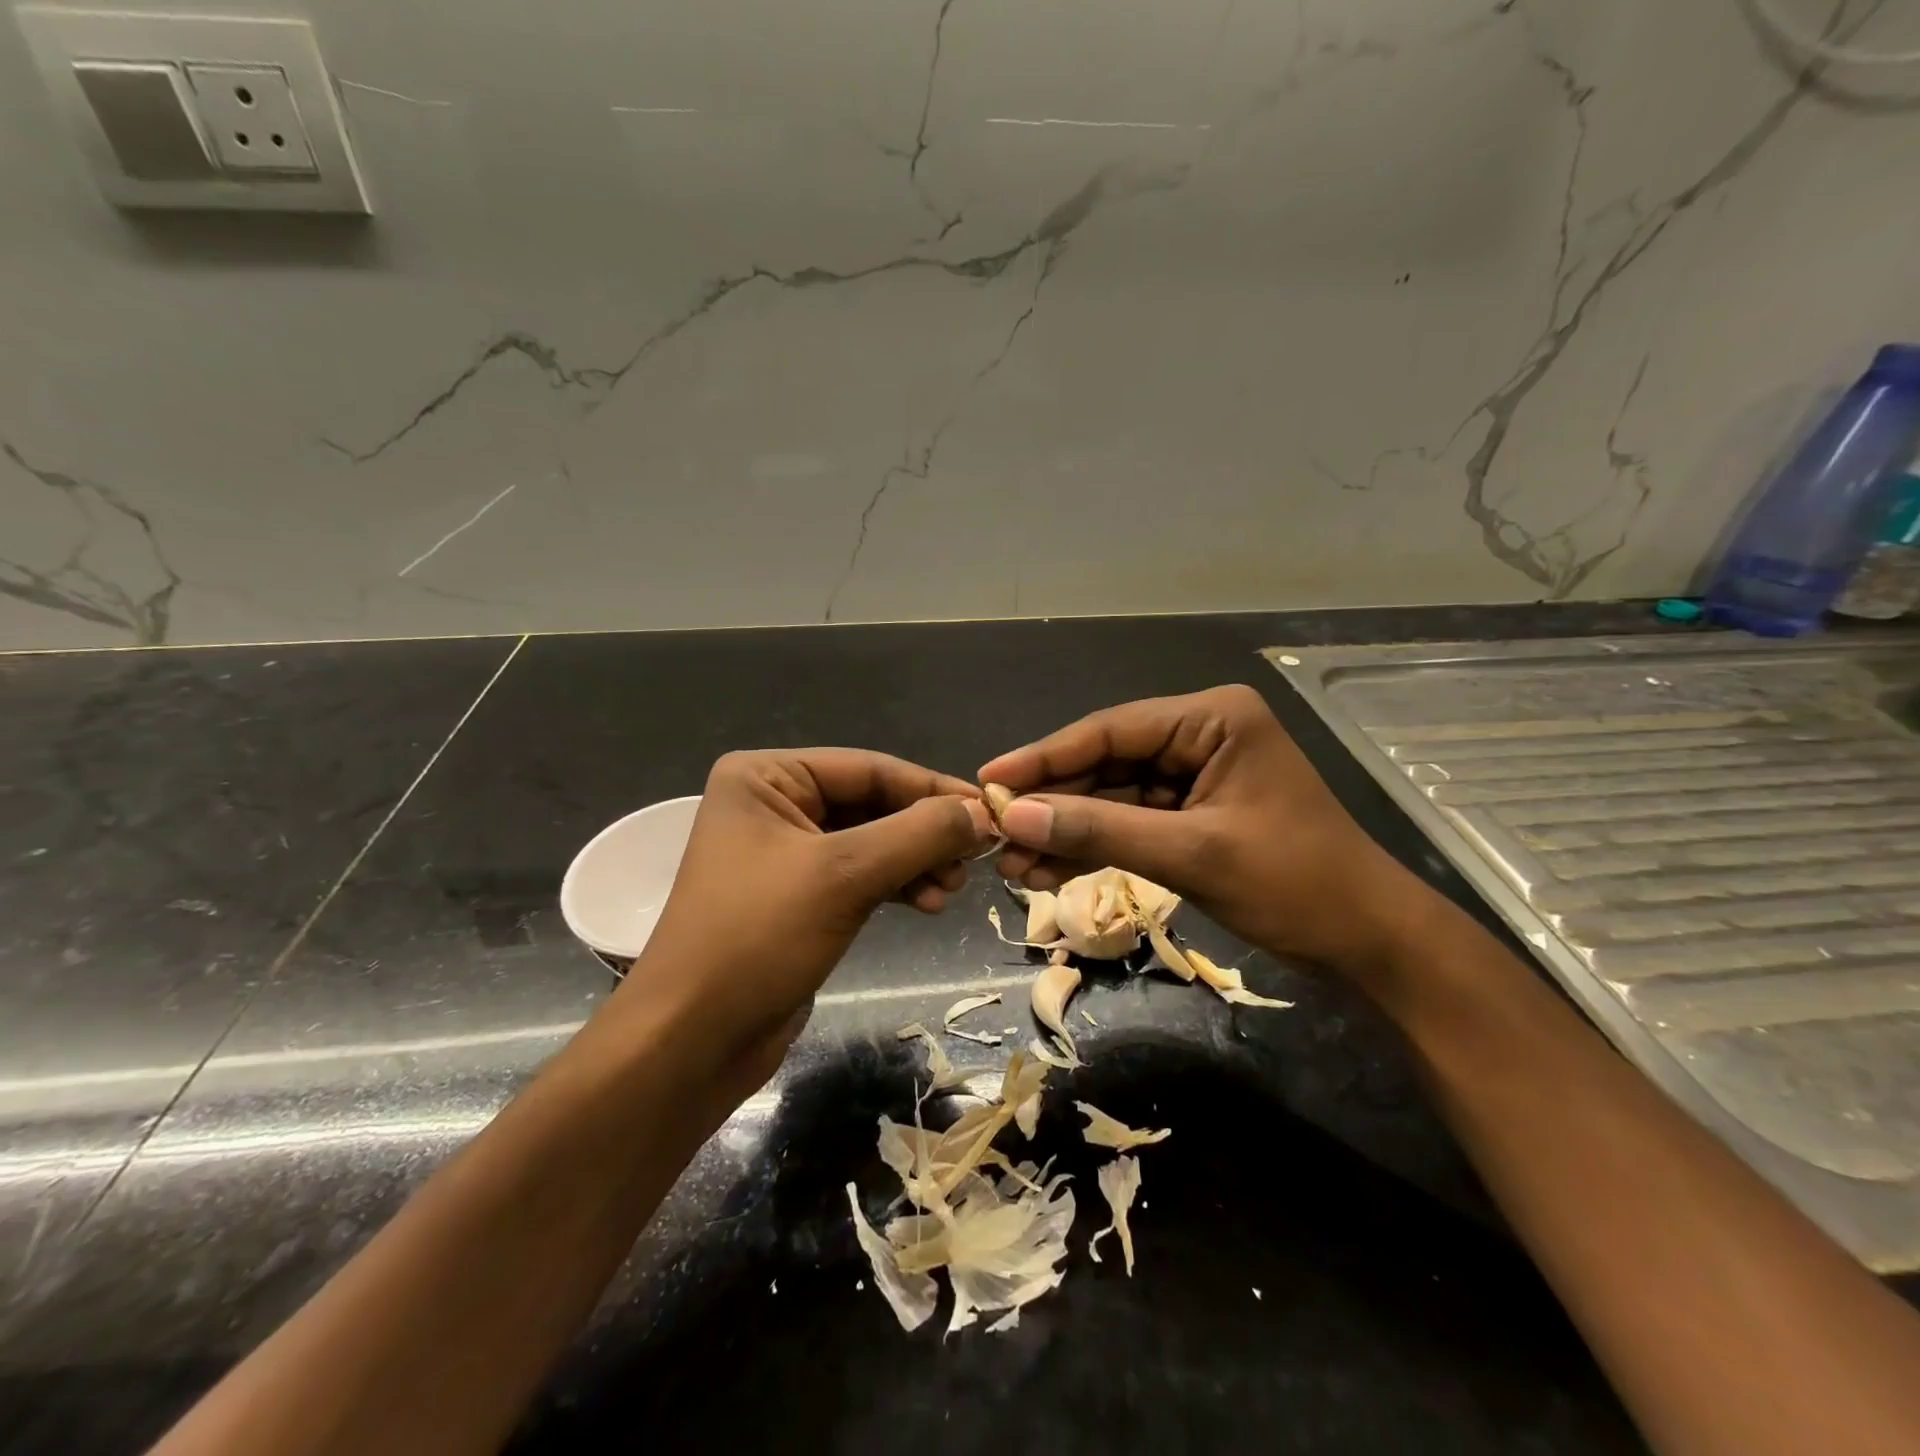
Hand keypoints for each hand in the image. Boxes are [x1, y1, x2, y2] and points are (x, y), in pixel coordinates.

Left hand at [619, 749, 993, 1088]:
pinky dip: (897, 885)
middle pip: (871, 803)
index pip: (867, 768)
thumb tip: (982, 813)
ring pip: (871, 841)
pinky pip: (860, 875)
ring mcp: (785, 851)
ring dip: (916, 861)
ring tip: (954, 889)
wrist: (692, 1040)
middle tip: (975, 857)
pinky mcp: (798, 895)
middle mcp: (773, 803)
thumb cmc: (758, 938)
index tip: (989, 811)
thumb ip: (918, 834)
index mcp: (765, 776)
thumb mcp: (845, 875)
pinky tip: (930, 905)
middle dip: (923, 832)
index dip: (931, 788)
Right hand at [979, 685, 1435, 981]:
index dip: (1044, 757)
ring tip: (1011, 862)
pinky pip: (1130, 823)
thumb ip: (1098, 830)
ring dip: (1065, 830)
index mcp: (1212, 718)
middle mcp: (1200, 735)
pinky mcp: (1191, 814)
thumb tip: (1012, 816)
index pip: (1110, 730)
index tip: (989, 779)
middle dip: (1052, 803)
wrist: (1367, 942)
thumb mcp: (1190, 854)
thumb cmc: (1294, 884)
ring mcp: (1195, 776)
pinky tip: (1047, 868)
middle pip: (1105, 763)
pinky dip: (1093, 846)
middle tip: (992, 829)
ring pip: (1112, 797)